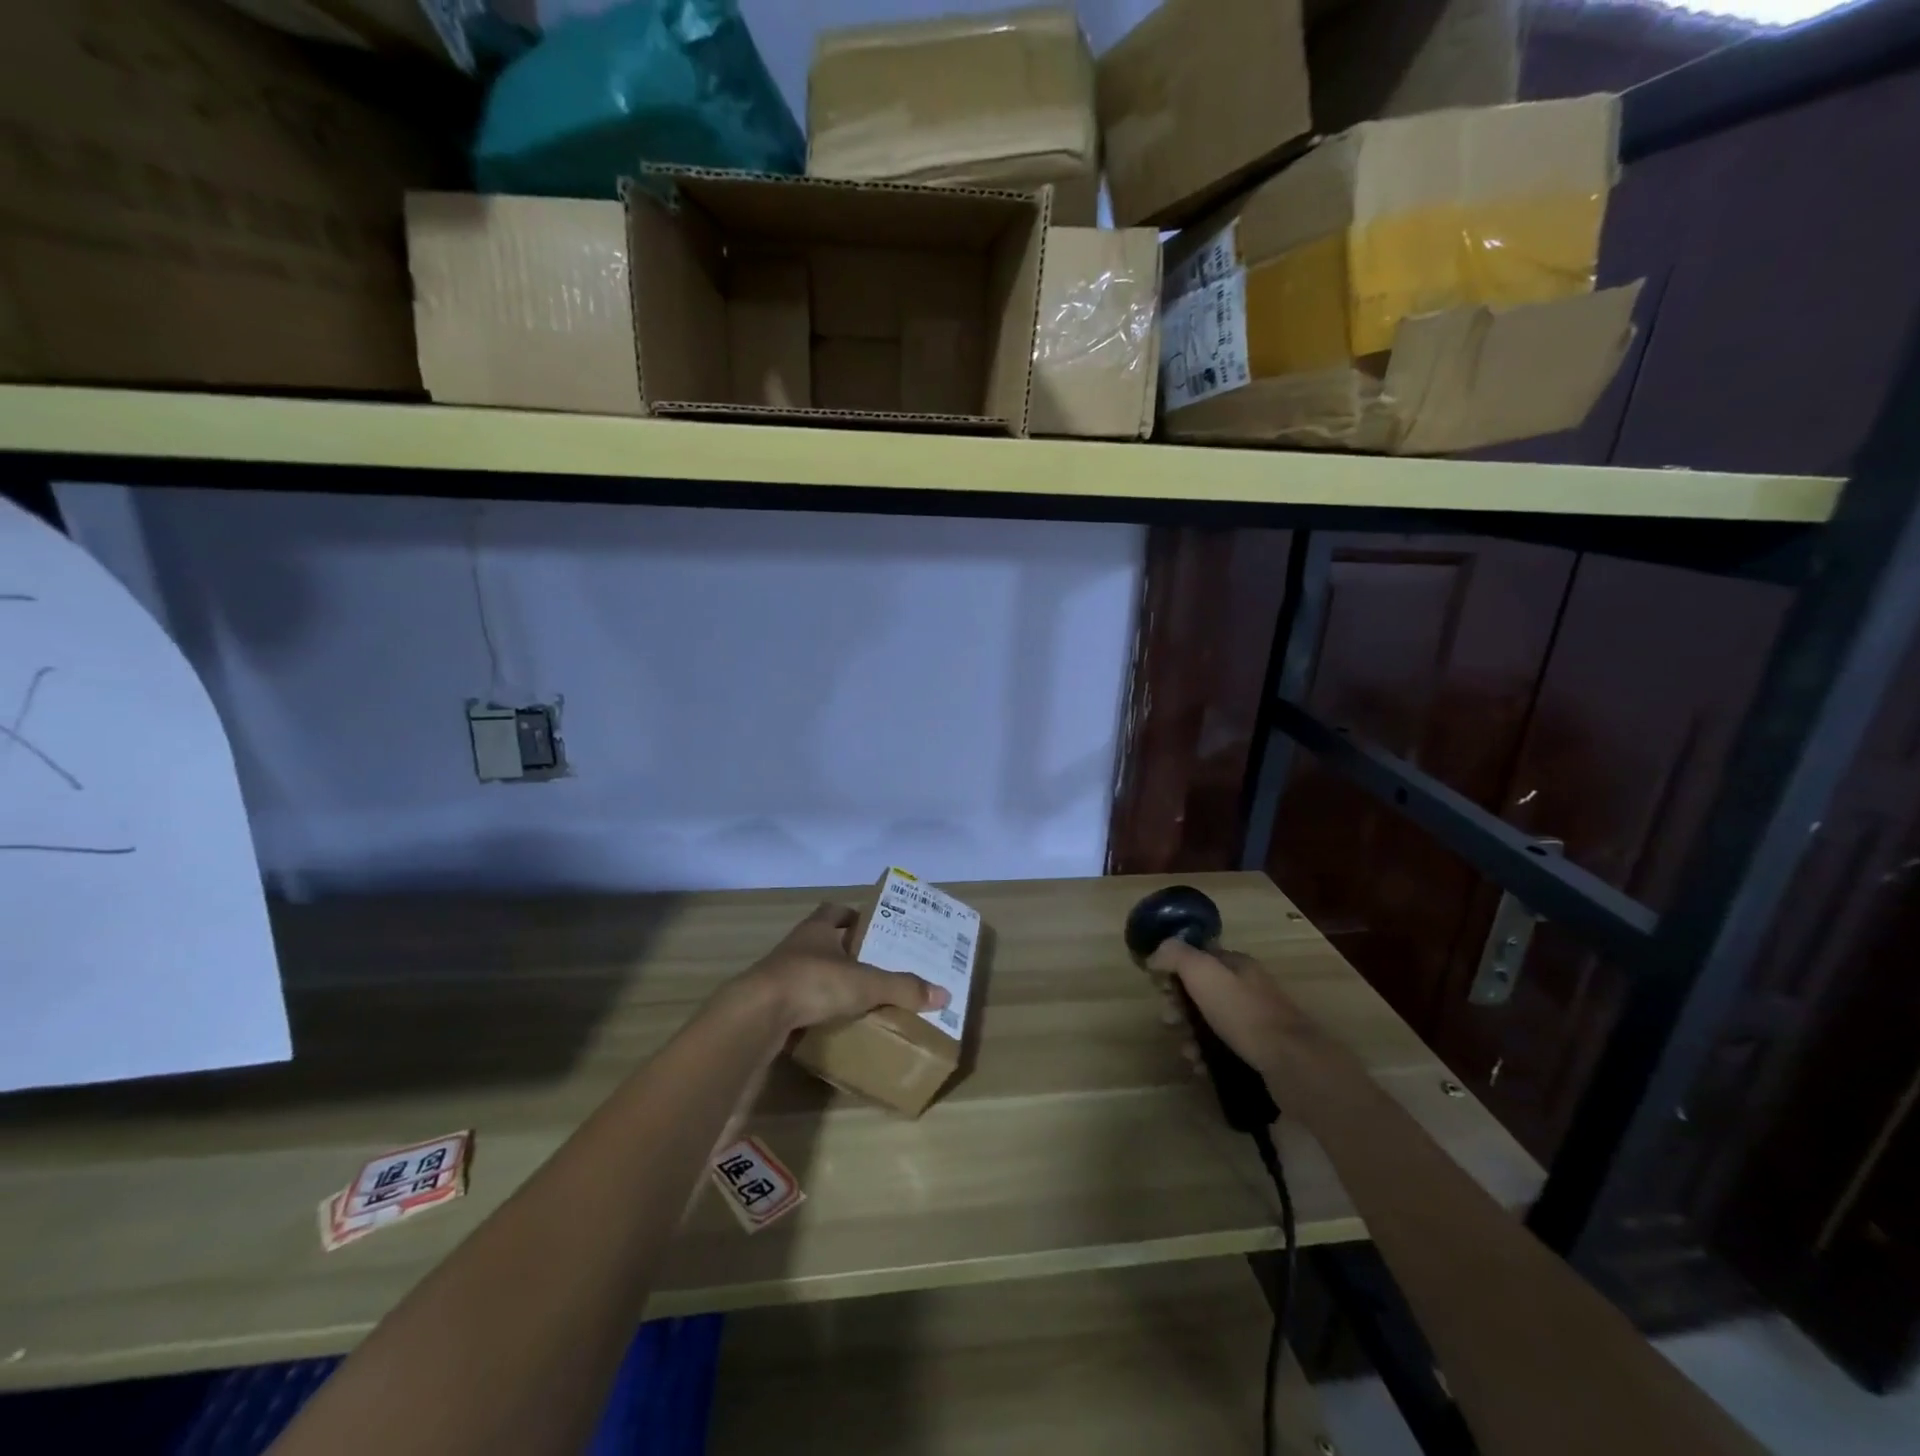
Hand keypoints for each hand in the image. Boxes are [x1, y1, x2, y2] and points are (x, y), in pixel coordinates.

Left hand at [738, 903, 948, 1033]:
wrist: (756, 1015)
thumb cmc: (813, 982)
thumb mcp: (865, 984)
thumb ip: (903, 988)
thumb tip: (944, 994)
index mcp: (817, 929)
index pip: (835, 911)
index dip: (853, 916)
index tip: (873, 928)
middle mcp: (796, 946)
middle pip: (822, 940)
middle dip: (845, 951)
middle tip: (873, 965)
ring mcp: (778, 975)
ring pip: (809, 970)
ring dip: (828, 980)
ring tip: (856, 996)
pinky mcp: (769, 1004)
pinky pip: (797, 1000)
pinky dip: (813, 1007)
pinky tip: (830, 1021)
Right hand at [1146, 940, 1358, 1098]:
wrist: (1291, 1063)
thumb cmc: (1243, 1013)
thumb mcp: (1203, 973)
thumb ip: (1176, 956)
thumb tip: (1156, 953)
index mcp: (1238, 965)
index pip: (1199, 958)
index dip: (1175, 970)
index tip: (1160, 988)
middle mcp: (1248, 989)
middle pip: (1202, 992)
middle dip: (1180, 1007)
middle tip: (1170, 1021)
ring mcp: (1257, 1022)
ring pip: (1211, 1023)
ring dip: (1190, 1035)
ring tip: (1186, 1051)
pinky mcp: (1261, 1052)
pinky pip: (1224, 1049)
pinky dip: (1207, 1056)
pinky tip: (1201, 1067)